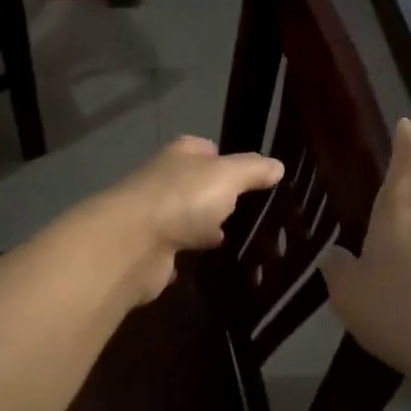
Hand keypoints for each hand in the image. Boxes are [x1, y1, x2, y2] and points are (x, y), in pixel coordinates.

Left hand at [100, 136, 283, 301]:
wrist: (132, 244)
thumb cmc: (182, 198)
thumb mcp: (228, 176)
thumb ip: (253, 170)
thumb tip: (278, 166)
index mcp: (180, 155)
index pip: (204, 149)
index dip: (224, 158)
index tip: (248, 175)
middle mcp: (164, 180)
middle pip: (194, 184)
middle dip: (216, 195)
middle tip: (247, 210)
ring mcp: (154, 216)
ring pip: (185, 217)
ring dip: (203, 225)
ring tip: (235, 237)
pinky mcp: (149, 250)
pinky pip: (175, 248)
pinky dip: (188, 253)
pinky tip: (208, 261)